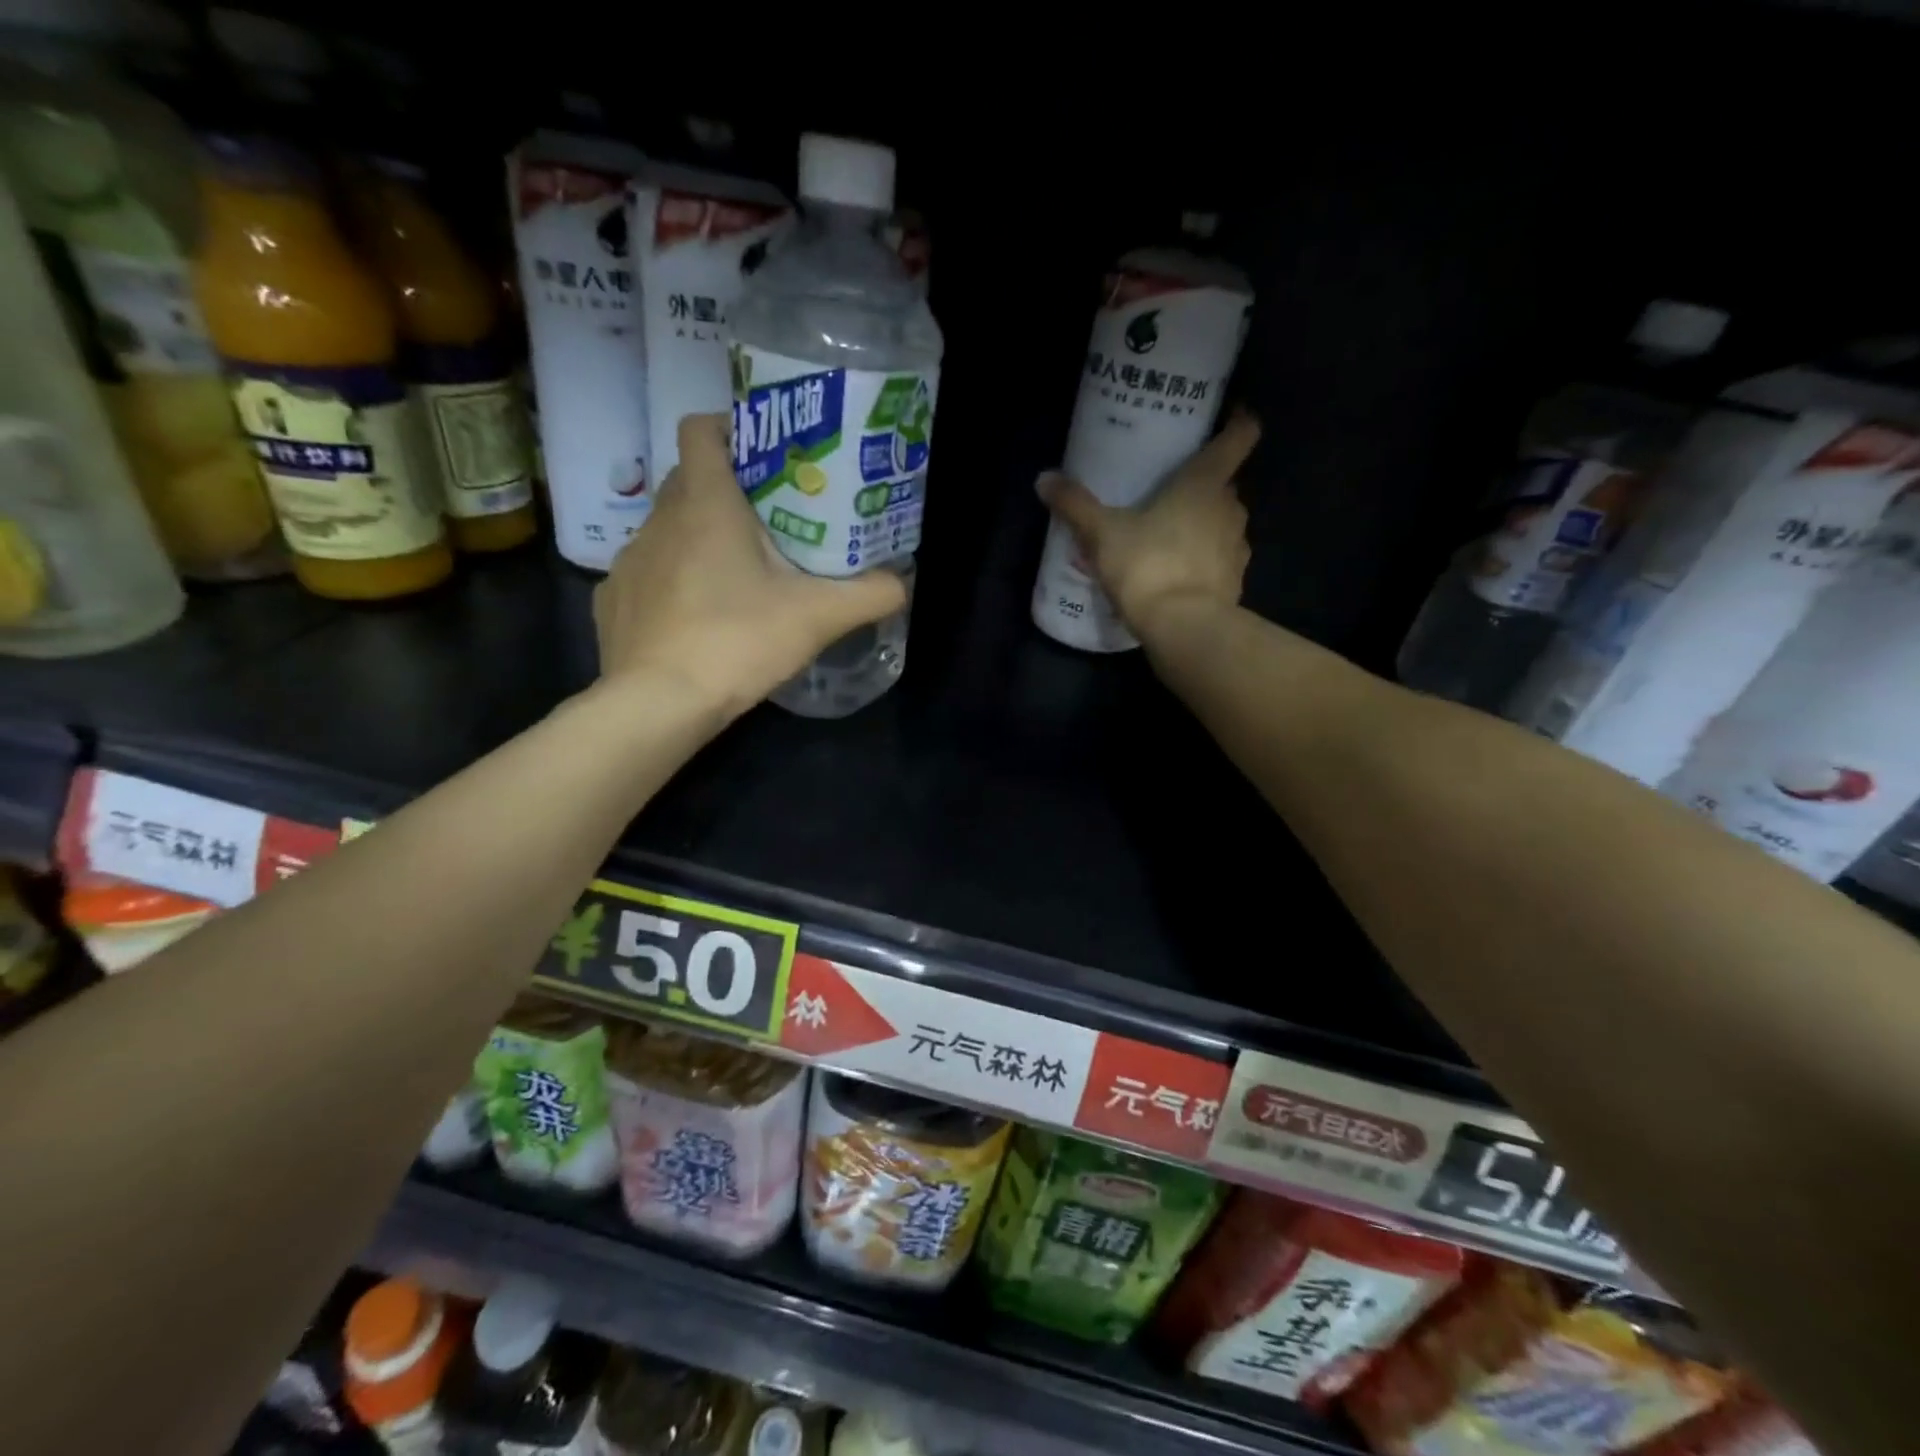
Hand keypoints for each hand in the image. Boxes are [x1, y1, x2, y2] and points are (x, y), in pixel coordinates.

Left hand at [593, 413, 908, 719]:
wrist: (659, 704)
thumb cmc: (738, 641)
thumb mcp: (818, 617)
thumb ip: (869, 595)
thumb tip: (901, 584)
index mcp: (705, 504)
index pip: (701, 430)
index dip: (730, 428)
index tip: (764, 454)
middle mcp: (659, 520)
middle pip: (689, 479)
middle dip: (727, 489)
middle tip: (771, 520)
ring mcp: (630, 560)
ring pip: (668, 528)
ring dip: (699, 538)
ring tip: (738, 575)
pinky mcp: (614, 600)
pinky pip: (649, 573)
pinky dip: (673, 581)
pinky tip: (698, 617)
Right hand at [1037, 410, 1259, 641]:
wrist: (1183, 628)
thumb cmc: (1147, 566)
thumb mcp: (1101, 534)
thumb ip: (1075, 505)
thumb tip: (1044, 479)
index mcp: (1205, 483)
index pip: (1240, 436)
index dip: (1238, 421)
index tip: (1228, 416)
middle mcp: (1231, 508)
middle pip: (1224, 484)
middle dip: (1202, 484)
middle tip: (1169, 489)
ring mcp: (1237, 547)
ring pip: (1222, 523)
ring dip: (1202, 524)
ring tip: (1169, 535)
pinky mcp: (1235, 581)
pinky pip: (1220, 560)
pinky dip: (1203, 560)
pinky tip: (1177, 573)